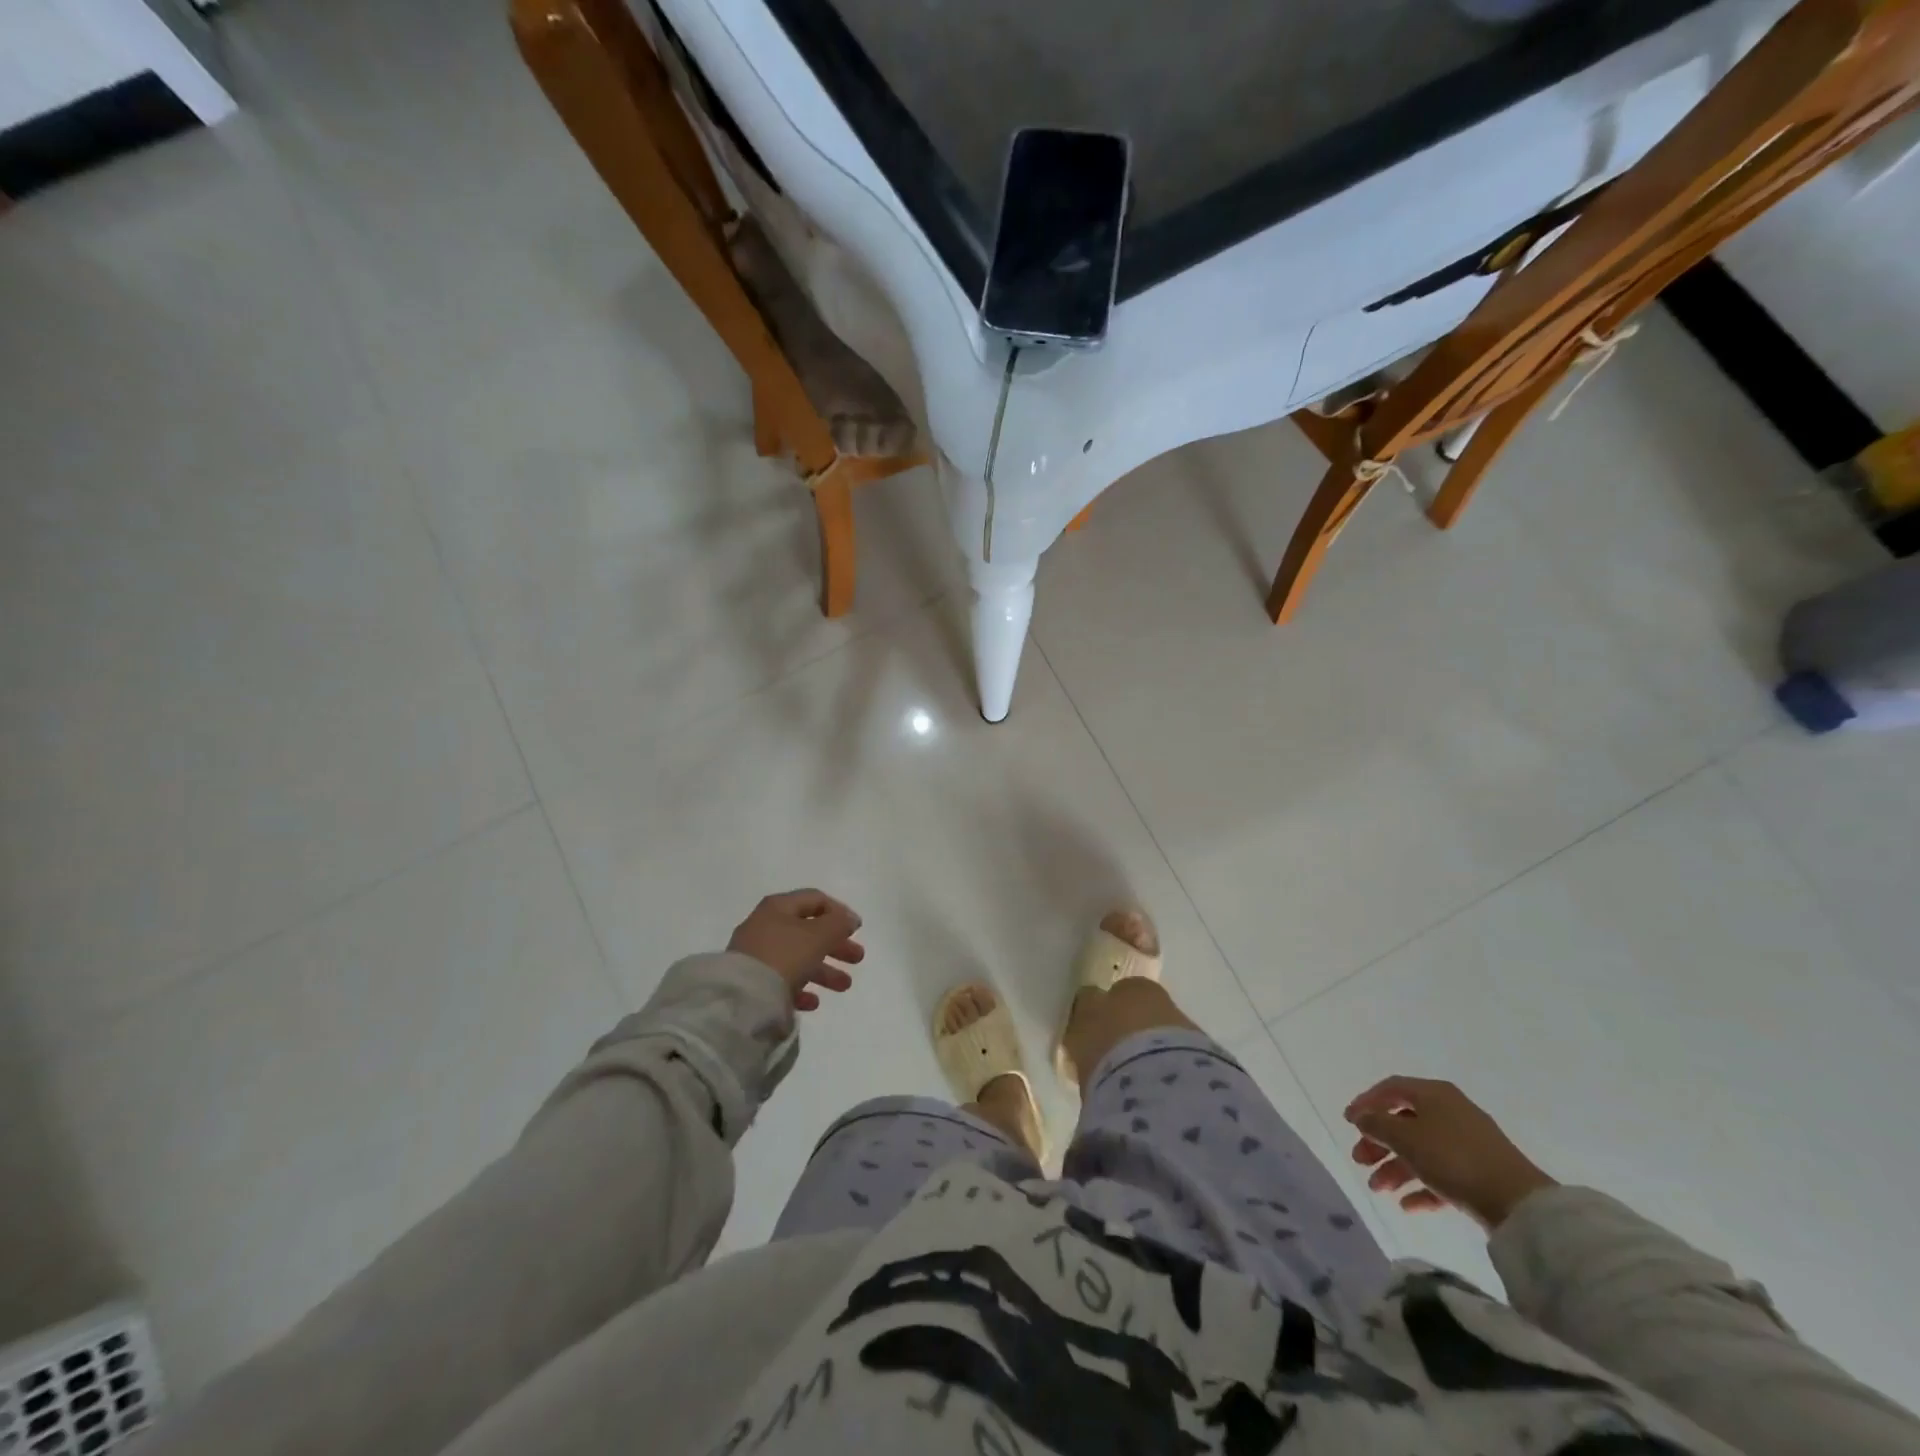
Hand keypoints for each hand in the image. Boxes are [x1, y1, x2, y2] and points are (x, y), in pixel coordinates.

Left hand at [727, 890, 864, 1011]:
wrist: (742, 997)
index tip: (857, 929)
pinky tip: (813, 1002)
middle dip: (836, 944)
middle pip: (808, 931)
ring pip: (798, 957)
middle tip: (857, 958)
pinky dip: (801, 987)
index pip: (815, 900)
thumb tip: (849, 918)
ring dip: (824, 970)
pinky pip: (782, 981)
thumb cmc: (785, 955)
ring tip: (844, 986)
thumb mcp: (818, 935)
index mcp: (779, 907)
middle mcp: (766, 926)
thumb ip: (838, 923)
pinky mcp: (752, 981)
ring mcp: (757, 955)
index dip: (839, 911)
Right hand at [1345, 1076, 1555, 1230]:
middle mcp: (1450, 1112)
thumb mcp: (1405, 1138)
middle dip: (1378, 1142)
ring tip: (1379, 1190)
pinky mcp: (1480, 1174)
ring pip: (1420, 1150)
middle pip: (1403, 1122)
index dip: (1366, 1102)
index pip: (1390, 1089)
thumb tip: (1361, 1116)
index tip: (1349, 1122)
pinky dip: (1421, 1187)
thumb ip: (1377, 1124)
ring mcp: (1467, 1144)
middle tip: (1360, 1161)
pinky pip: (1441, 1175)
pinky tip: (1407, 1206)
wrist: (1520, 1205)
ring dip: (1395, 1168)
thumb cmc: (1454, 1159)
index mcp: (1434, 1094)